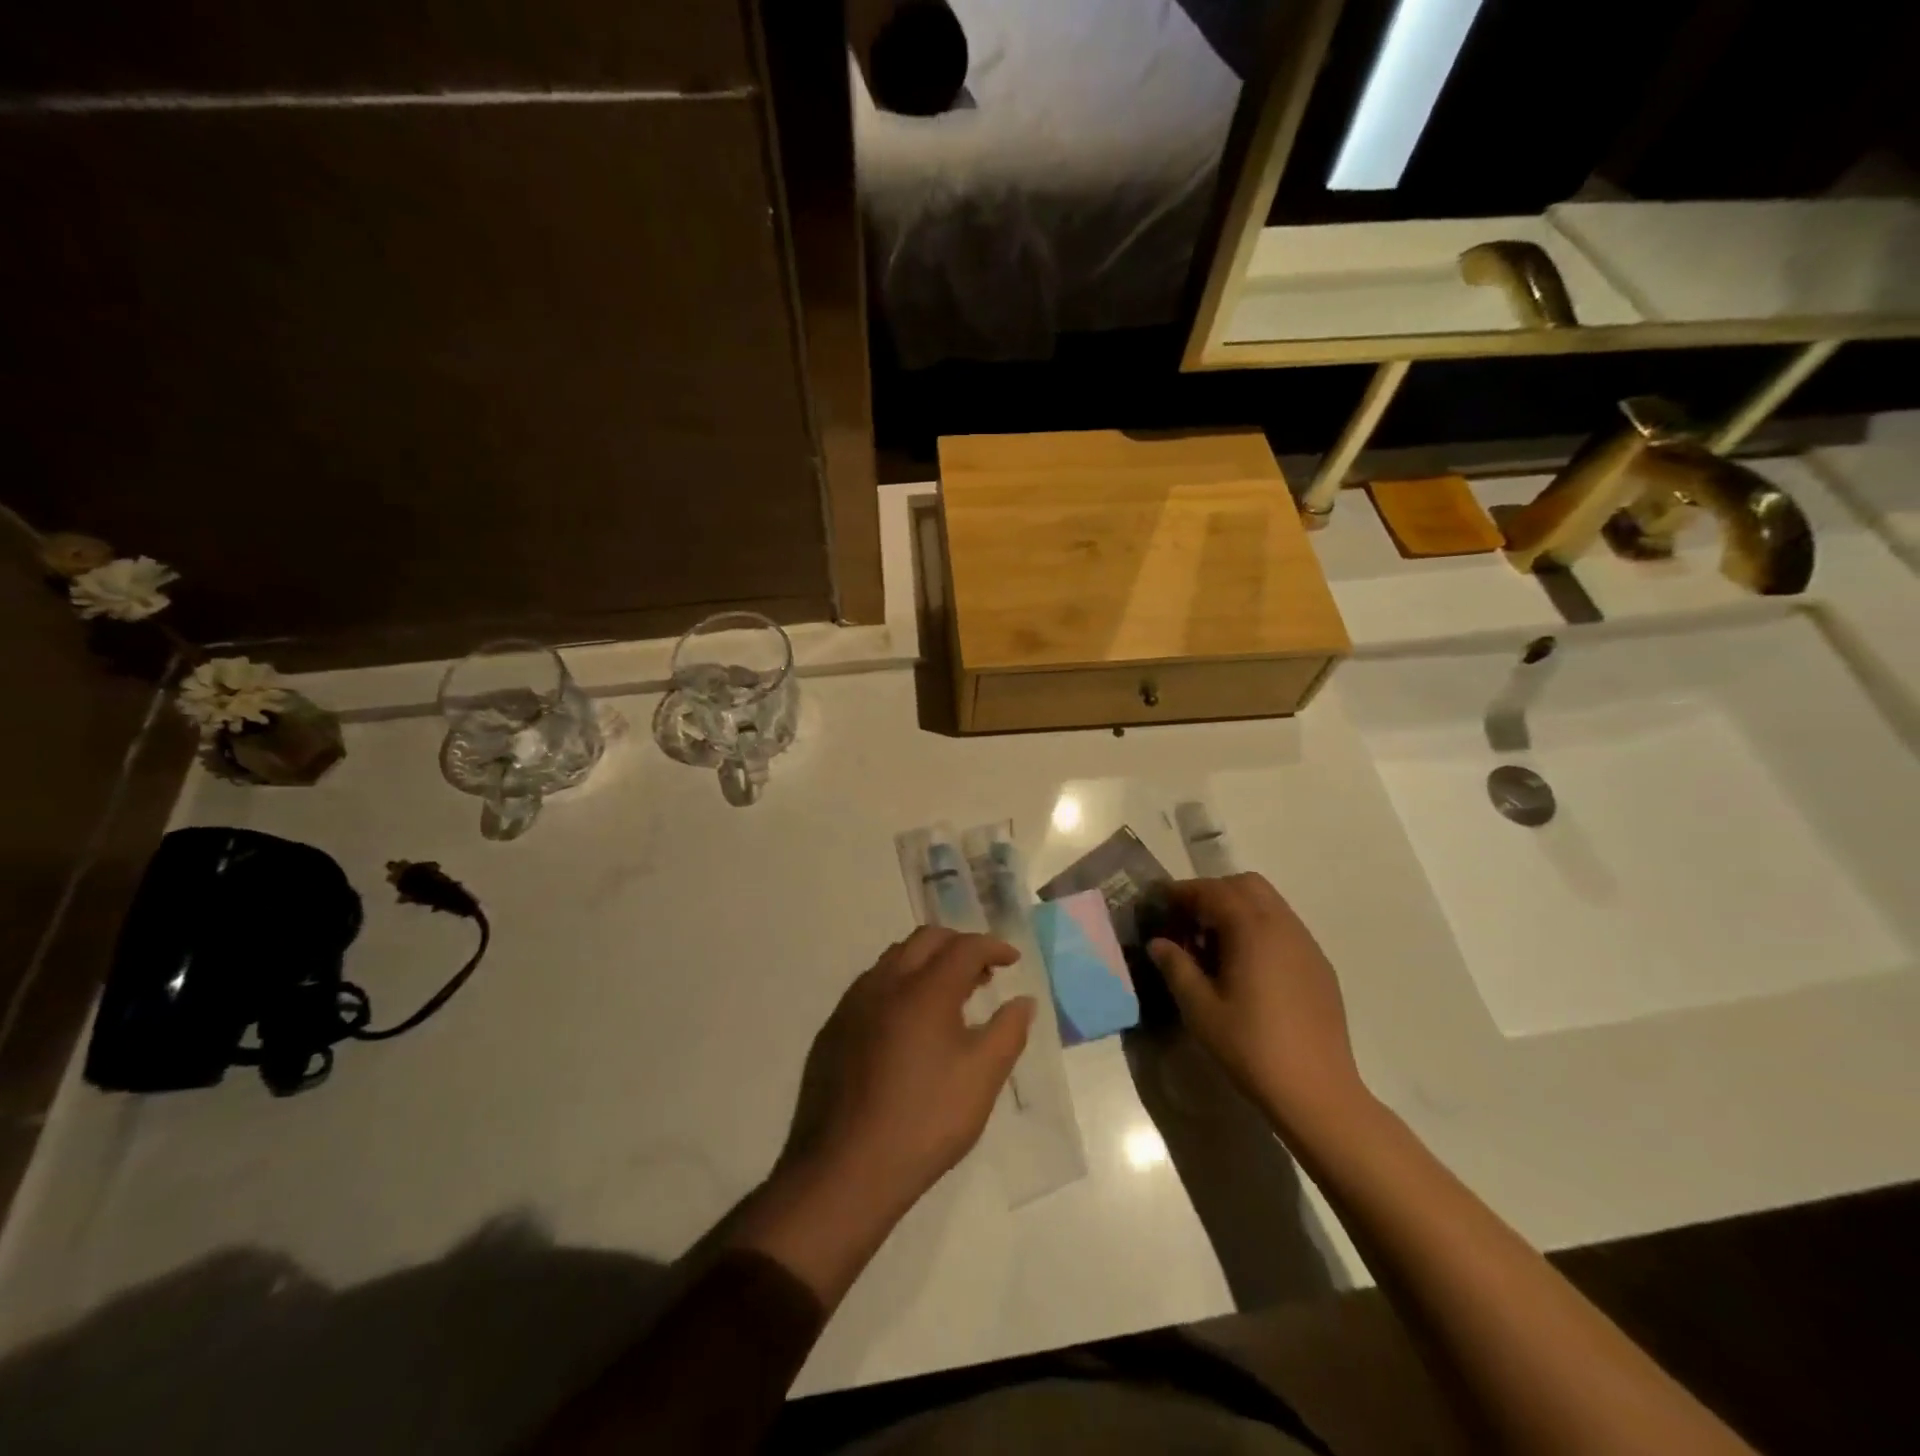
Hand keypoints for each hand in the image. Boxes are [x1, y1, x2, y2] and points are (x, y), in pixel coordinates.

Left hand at [783, 926, 1034, 1216]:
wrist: (844, 1168)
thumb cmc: (924, 1120)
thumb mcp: (981, 1078)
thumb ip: (1008, 1031)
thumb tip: (1022, 1001)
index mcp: (924, 989)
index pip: (964, 947)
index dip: (993, 946)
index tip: (1012, 959)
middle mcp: (885, 982)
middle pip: (926, 940)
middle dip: (959, 945)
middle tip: (983, 971)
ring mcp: (853, 1004)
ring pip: (895, 959)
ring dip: (927, 962)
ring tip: (949, 994)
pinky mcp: (833, 1028)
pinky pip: (872, 986)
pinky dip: (900, 984)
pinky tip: (908, 1023)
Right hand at [1148, 873, 1368, 1138]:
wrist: (1317, 1091)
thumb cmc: (1251, 1047)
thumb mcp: (1200, 1009)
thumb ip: (1176, 967)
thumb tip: (1158, 943)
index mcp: (1252, 929)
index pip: (1213, 891)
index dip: (1183, 892)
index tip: (1160, 903)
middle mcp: (1283, 925)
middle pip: (1245, 885)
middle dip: (1213, 893)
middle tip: (1188, 922)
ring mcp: (1306, 944)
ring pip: (1268, 903)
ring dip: (1238, 909)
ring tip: (1214, 945)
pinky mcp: (1319, 966)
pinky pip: (1285, 927)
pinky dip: (1259, 928)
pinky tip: (1246, 966)